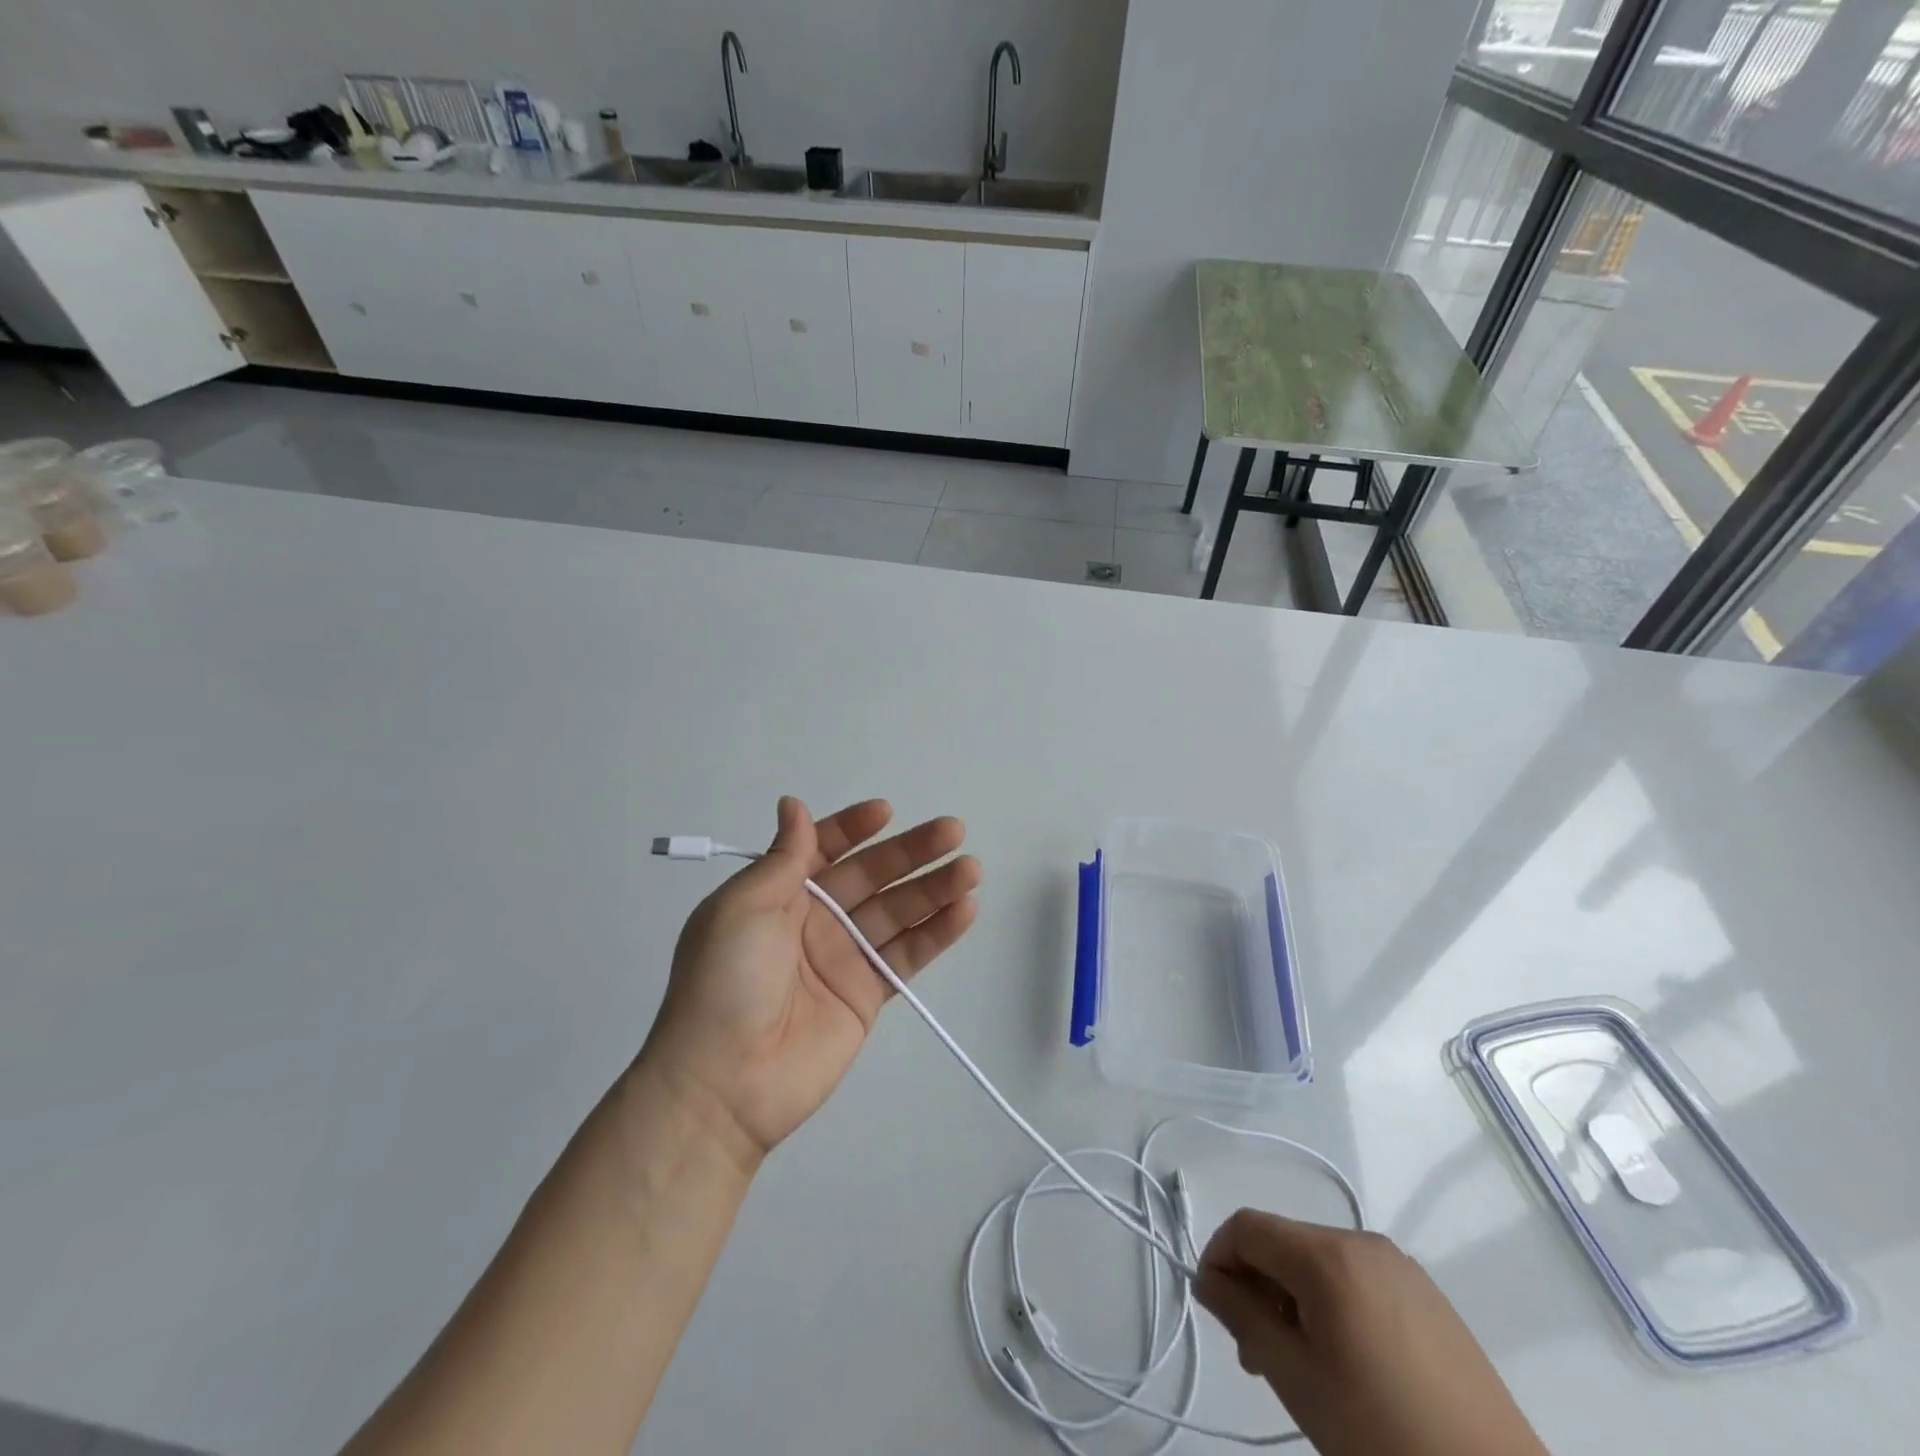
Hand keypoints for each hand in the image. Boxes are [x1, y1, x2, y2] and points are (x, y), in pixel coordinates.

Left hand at [638, 797, 980, 1161]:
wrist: (725, 1081)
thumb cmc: (726, 980)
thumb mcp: (741, 908)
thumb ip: (782, 858)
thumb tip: (793, 804)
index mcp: (778, 894)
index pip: (823, 849)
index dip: (853, 829)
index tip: (886, 812)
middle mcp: (814, 919)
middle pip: (871, 876)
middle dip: (910, 852)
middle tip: (953, 831)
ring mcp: (844, 957)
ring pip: (897, 912)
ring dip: (935, 888)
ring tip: (971, 868)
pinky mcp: (867, 995)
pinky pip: (906, 955)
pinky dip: (936, 933)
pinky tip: (965, 910)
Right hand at [1196, 1211, 1546, 1455]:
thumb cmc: (1382, 1436)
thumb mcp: (1295, 1379)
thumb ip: (1241, 1316)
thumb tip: (1209, 1280)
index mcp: (1327, 1254)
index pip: (1246, 1226)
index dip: (1218, 1258)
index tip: (1215, 1310)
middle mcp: (1361, 1241)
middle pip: (1283, 1241)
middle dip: (1256, 1284)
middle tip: (1254, 1355)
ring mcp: (1399, 1265)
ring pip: (1318, 1260)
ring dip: (1291, 1296)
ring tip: (1297, 1363)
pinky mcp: (1427, 1294)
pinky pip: (1356, 1278)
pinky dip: (1331, 1303)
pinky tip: (1345, 1360)